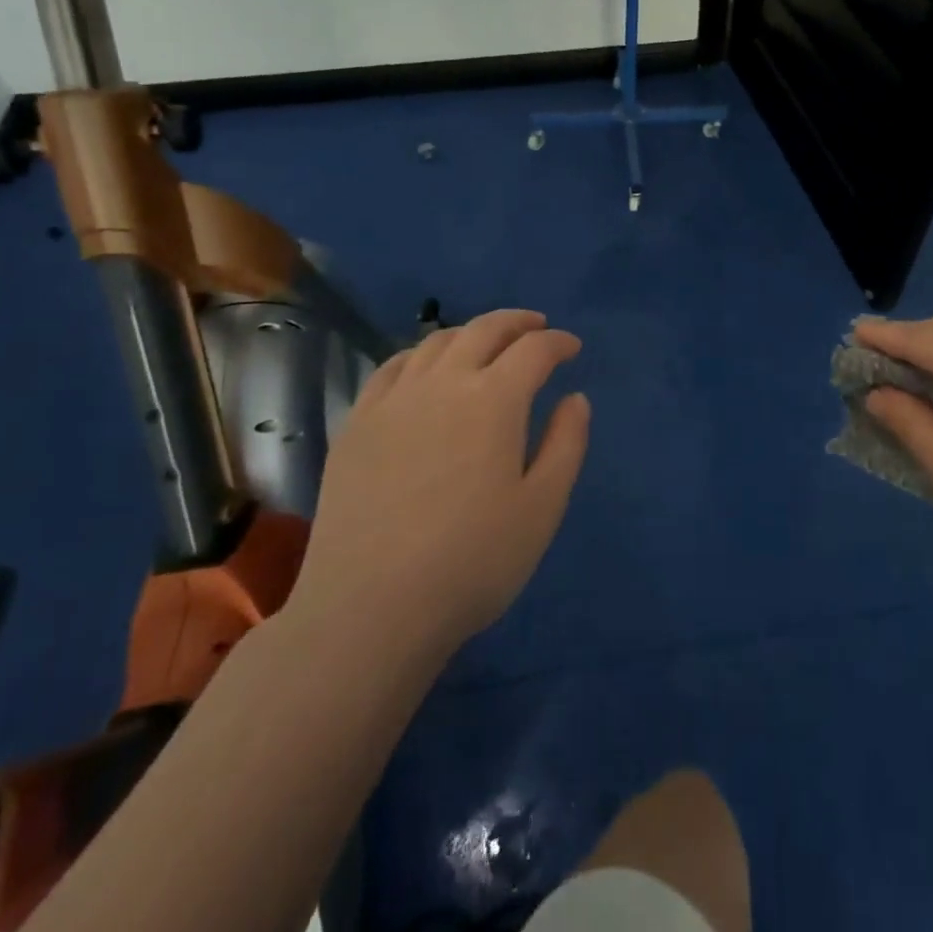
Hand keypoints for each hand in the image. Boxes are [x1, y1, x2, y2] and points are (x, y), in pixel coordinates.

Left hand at [288, 309, 590, 657]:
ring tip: (485, 345)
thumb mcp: (542, 508)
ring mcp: (394, 399)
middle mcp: (443, 382)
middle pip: (484, 330)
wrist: (370, 608)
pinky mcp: (357, 423)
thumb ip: (566, 444)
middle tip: (536, 328)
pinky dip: (421, 355)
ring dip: (470, 333)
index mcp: (494, 399)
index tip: (572, 348)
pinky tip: (426, 369)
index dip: (558, 343)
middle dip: (517, 323)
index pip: (534, 350)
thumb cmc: (472, 561)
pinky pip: (392, 368)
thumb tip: (575, 397)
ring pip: (436, 342)